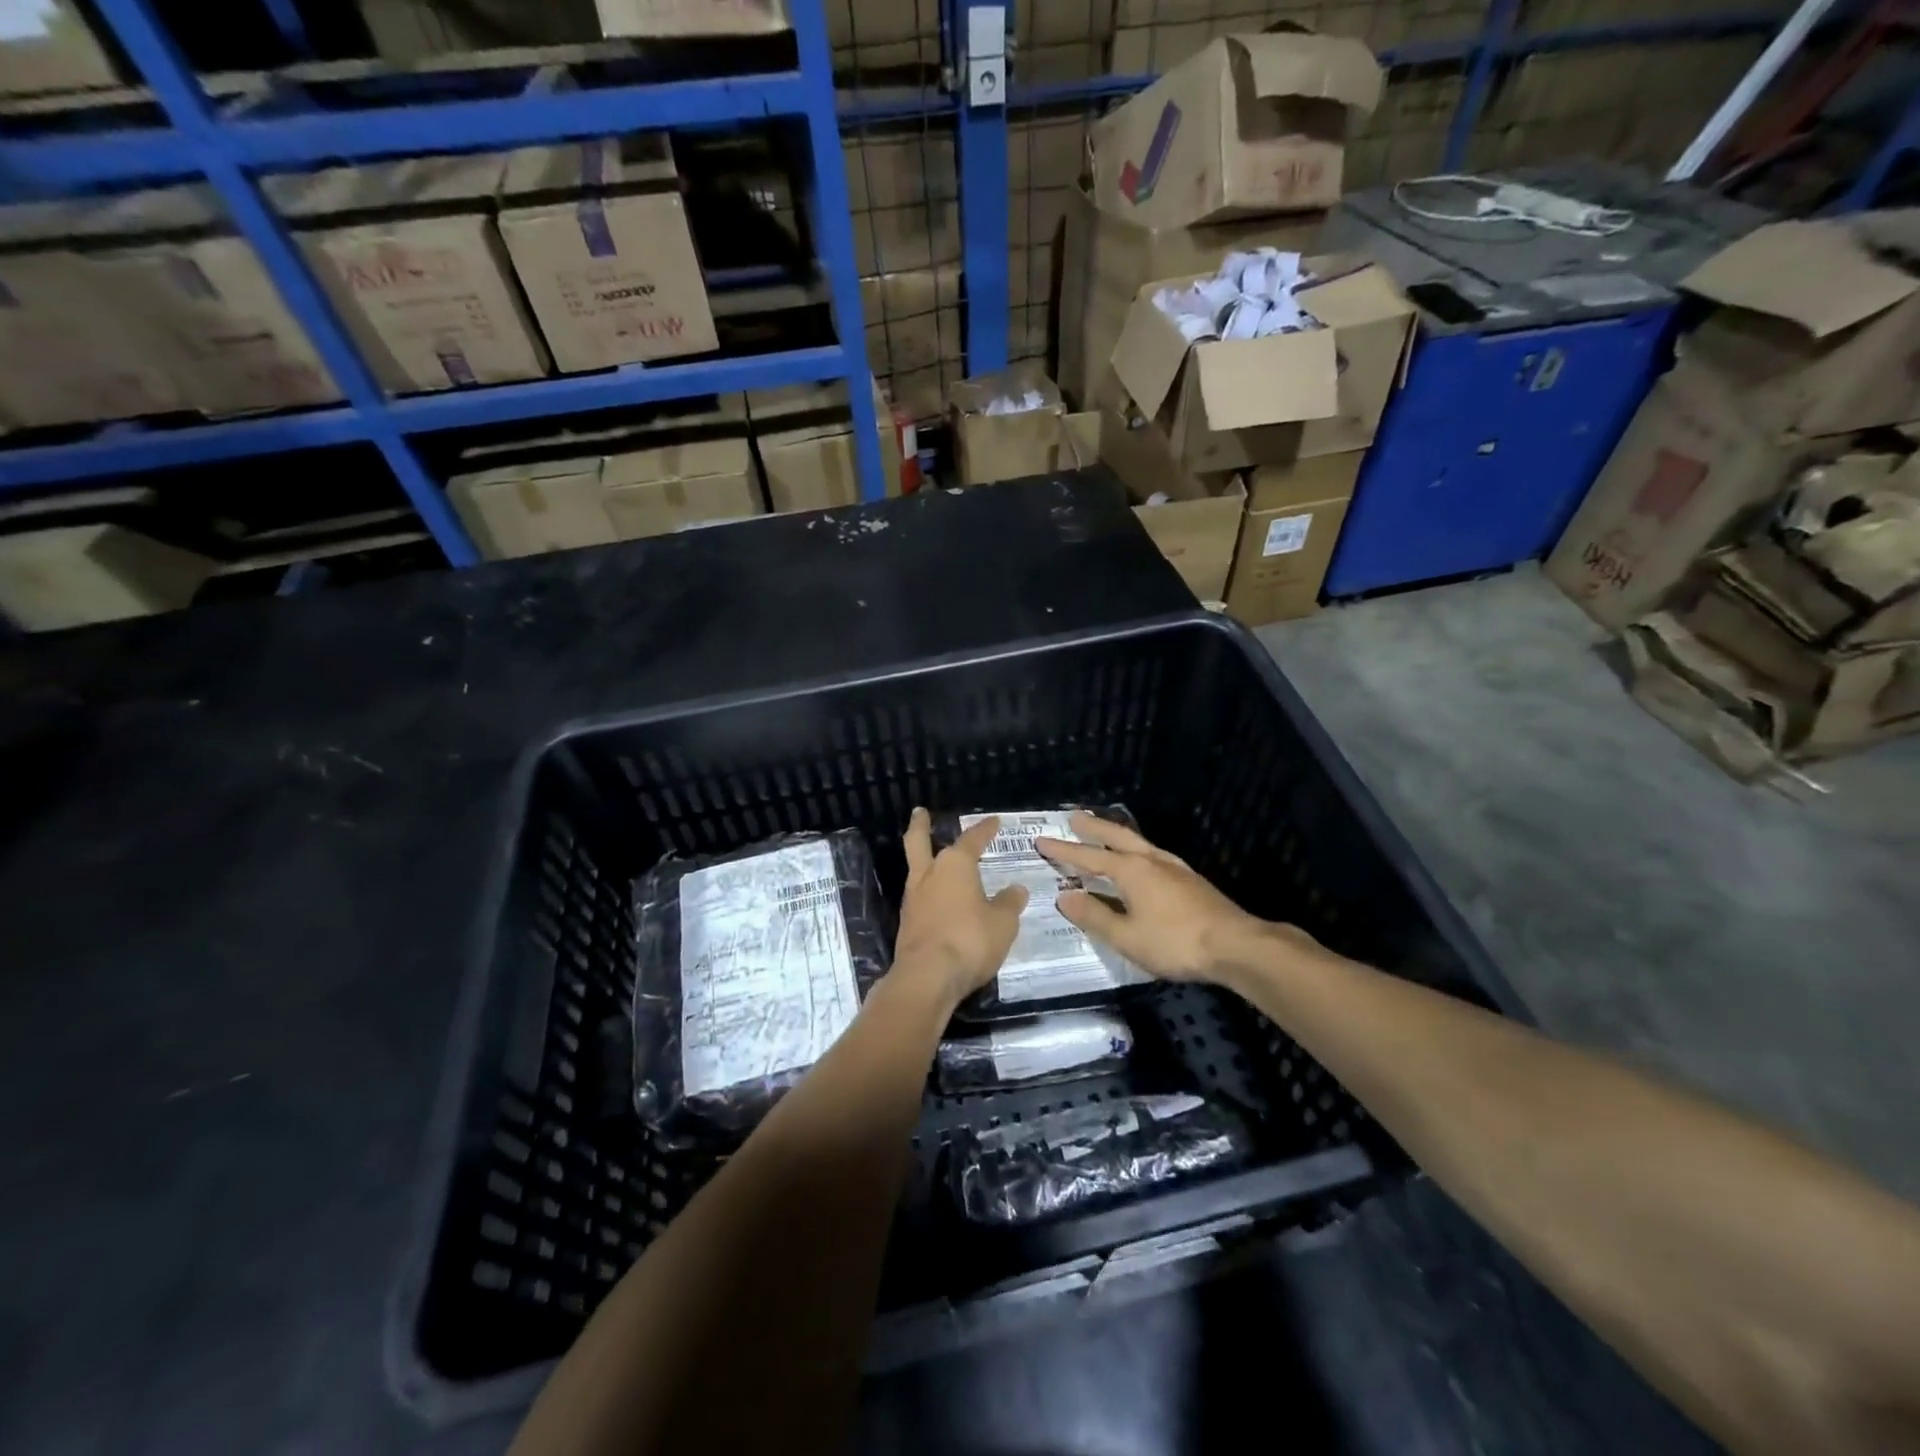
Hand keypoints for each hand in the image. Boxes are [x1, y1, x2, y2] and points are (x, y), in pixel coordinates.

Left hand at [893, 809, 1026, 1007]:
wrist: (928, 977)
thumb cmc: (970, 940)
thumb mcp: (1003, 923)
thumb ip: (1009, 903)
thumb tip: (1016, 889)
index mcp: (955, 865)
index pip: (972, 839)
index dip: (984, 830)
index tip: (994, 821)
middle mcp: (929, 874)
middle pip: (919, 841)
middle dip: (921, 826)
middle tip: (920, 813)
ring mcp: (914, 898)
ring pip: (916, 869)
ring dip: (923, 860)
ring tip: (933, 858)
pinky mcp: (907, 923)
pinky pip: (919, 897)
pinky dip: (928, 891)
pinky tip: (938, 899)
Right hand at [1036, 812, 1275, 982]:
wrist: (1235, 945)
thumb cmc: (1175, 942)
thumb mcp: (1126, 936)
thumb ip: (1094, 915)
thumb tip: (1064, 896)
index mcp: (1131, 871)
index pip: (1088, 857)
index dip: (1063, 851)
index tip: (1041, 841)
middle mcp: (1151, 861)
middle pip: (1116, 836)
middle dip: (1093, 827)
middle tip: (1074, 816)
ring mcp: (1174, 868)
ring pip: (1139, 842)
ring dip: (1117, 835)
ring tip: (1106, 831)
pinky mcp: (1190, 881)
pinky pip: (1154, 854)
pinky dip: (1137, 850)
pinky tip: (1143, 860)